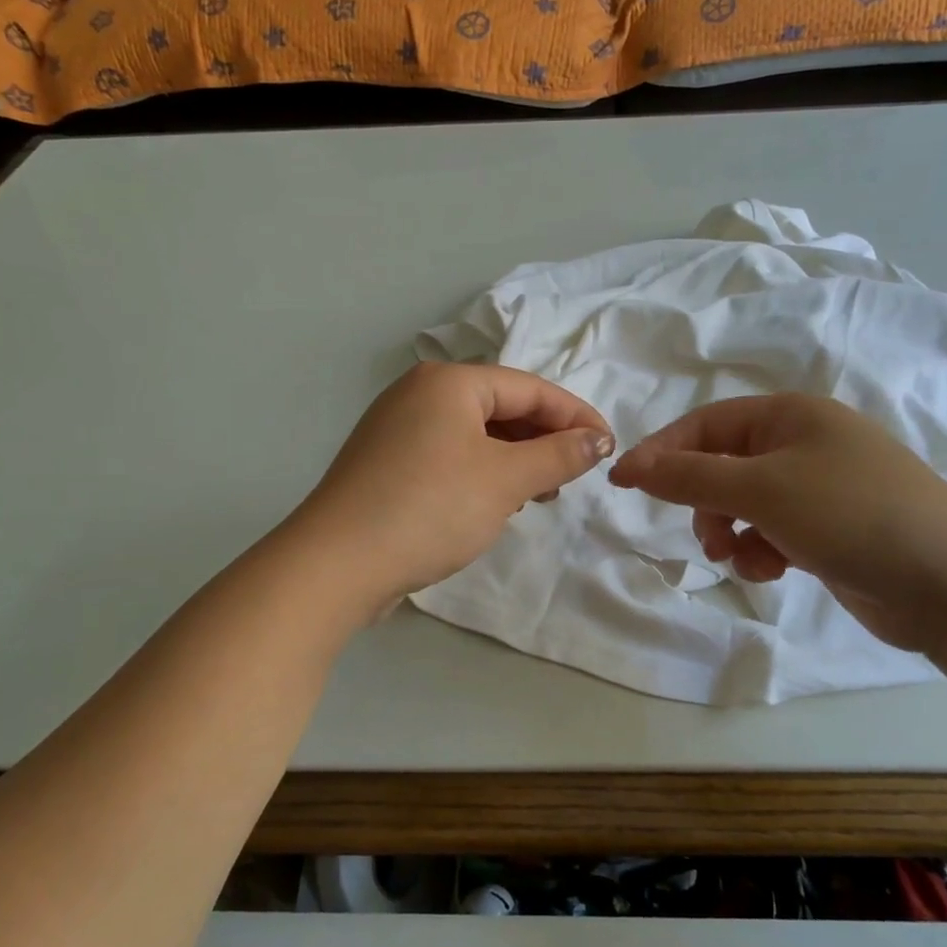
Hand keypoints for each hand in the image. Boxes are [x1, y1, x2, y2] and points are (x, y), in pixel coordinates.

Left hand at [296, 362, 613, 607]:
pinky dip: (480, 474)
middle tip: (573, 475)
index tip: (608, 447)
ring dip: (513, 460)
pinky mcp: (386, 465)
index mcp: (447, 382)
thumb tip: (596, 439)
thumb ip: (558, 455)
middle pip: (499, 408)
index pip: (529, 388)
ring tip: (540, 494)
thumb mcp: (505, 480)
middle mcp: (418, 395)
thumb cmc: (430, 509)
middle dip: (543, 440)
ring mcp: (396, 430)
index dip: (574, 416)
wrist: (337, 564)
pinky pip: (448, 457)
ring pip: (474, 435)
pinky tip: (494, 503)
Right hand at [608, 394, 946, 651]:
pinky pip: (772, 531)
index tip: (624, 484)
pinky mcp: (830, 529)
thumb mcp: (761, 489)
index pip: (705, 425)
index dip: (662, 452)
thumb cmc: (852, 515)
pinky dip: (761, 550)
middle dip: (705, 502)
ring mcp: (820, 488)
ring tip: (744, 558)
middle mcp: (803, 443)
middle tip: (705, 536)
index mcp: (790, 415)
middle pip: (723, 465)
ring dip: (731, 531)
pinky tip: (774, 570)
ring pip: (744, 503)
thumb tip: (629, 464)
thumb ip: (690, 476)